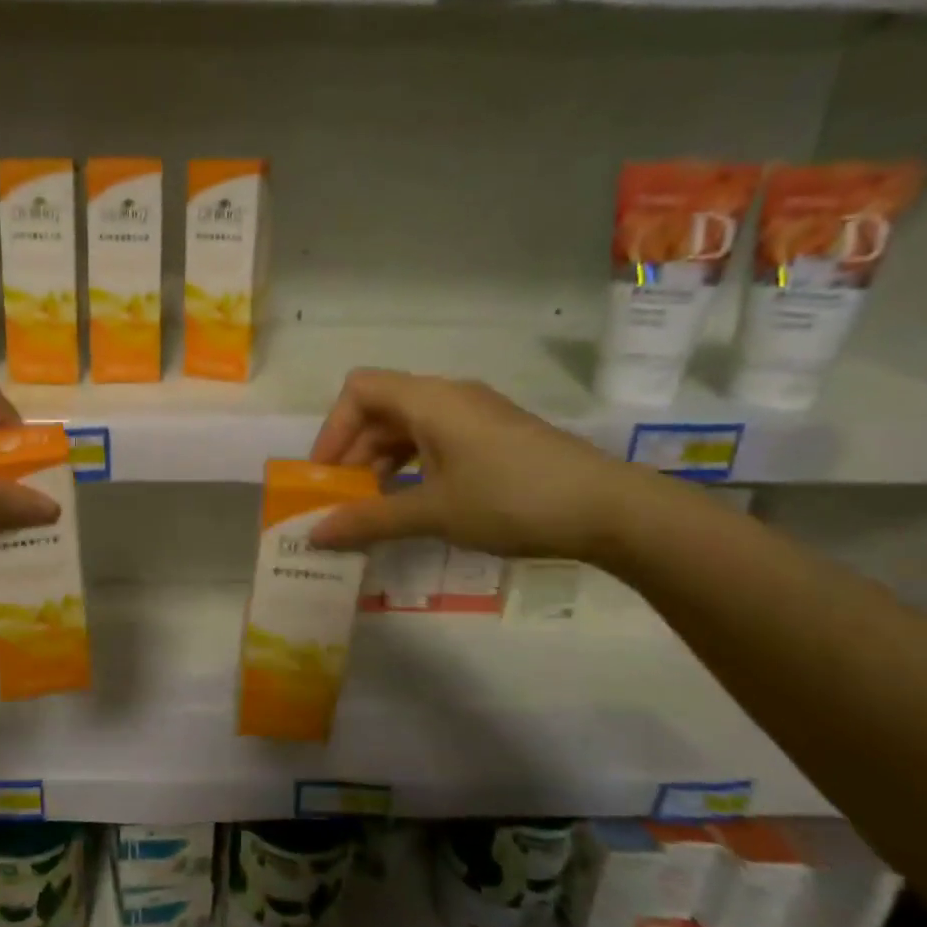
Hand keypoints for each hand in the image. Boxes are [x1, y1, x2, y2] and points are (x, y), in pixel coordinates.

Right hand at [307, 369, 646, 559]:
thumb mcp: (435, 512)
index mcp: (430, 400)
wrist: (611, 509)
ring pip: (408, 427)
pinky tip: (414, 501)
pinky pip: (436, 439)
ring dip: (382, 462)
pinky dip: (413, 465)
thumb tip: (315, 536)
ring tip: (374, 506)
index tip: (325, 475)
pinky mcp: (494, 435)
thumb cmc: (512, 499)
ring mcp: (476, 414)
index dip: (332, 429)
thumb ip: (370, 520)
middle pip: (381, 409)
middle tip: (343, 500)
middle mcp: (449, 396)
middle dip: (354, 453)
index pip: (359, 390)